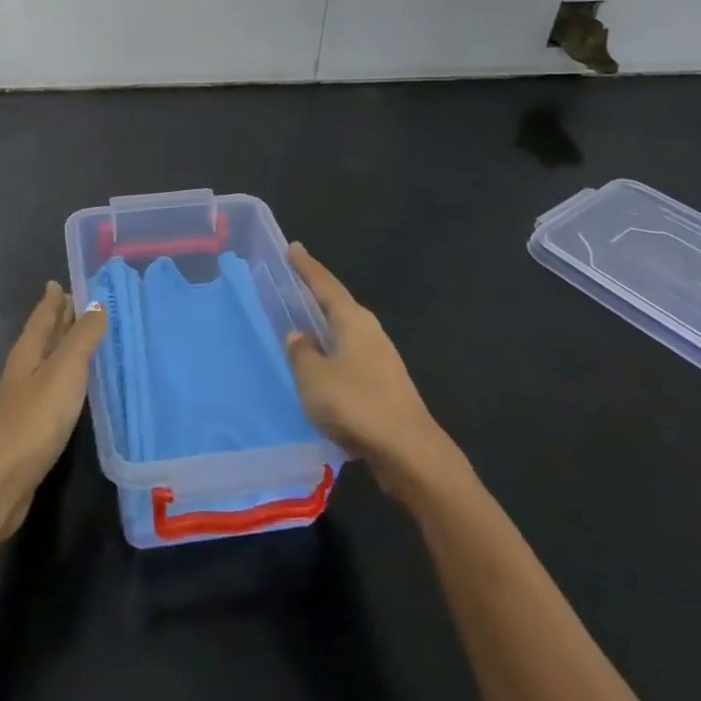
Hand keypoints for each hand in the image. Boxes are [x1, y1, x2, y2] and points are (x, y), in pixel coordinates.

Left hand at [0, 282, 106, 543]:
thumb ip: (82, 338)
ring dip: (62, 347)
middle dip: (57, 319)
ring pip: (45, 362)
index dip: (53, 299)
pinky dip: (64, 377)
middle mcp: (23, 370)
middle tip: (76, 303)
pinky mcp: (30, 425)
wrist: (2, 480)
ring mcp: (24, 399)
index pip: (42, 316)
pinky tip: (75, 386)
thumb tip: (97, 304)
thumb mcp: (64, 371)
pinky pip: (50, 388)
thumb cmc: (35, 418)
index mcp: (27, 351)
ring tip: (82, 338)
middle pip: (41, 337)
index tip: (61, 282)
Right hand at [284, 243, 464, 504]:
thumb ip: (301, 352)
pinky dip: (331, 355)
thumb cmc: (356, 404)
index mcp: (352, 320)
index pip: (324, 284)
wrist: (409, 452)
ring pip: (344, 333)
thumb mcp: (313, 376)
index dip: (306, 266)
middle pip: (337, 305)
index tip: (292, 247)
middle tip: (290, 285)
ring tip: (299, 326)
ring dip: (323, 328)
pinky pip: (349, 358)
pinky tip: (319, 368)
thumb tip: (299, 336)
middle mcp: (369, 332)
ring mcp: (380, 359)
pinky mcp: (384, 385)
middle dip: (314, 295)